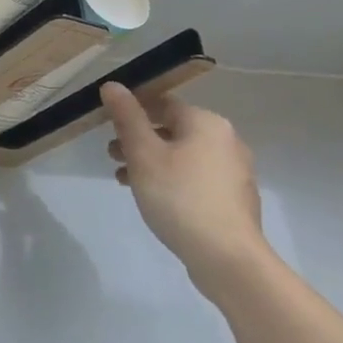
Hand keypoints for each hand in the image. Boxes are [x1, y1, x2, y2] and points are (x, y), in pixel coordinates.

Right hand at [102, 82, 268, 296]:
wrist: (227, 257)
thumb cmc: (179, 197)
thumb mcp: (143, 154)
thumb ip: (127, 117)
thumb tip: (113, 85)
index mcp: (206, 123)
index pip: (163, 102)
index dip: (132, 109)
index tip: (107, 125)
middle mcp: (226, 140)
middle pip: (173, 129)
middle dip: (138, 139)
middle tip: (111, 154)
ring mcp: (234, 171)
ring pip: (183, 154)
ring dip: (151, 161)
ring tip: (123, 179)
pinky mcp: (234, 198)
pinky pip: (195, 177)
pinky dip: (171, 179)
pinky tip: (152, 197)